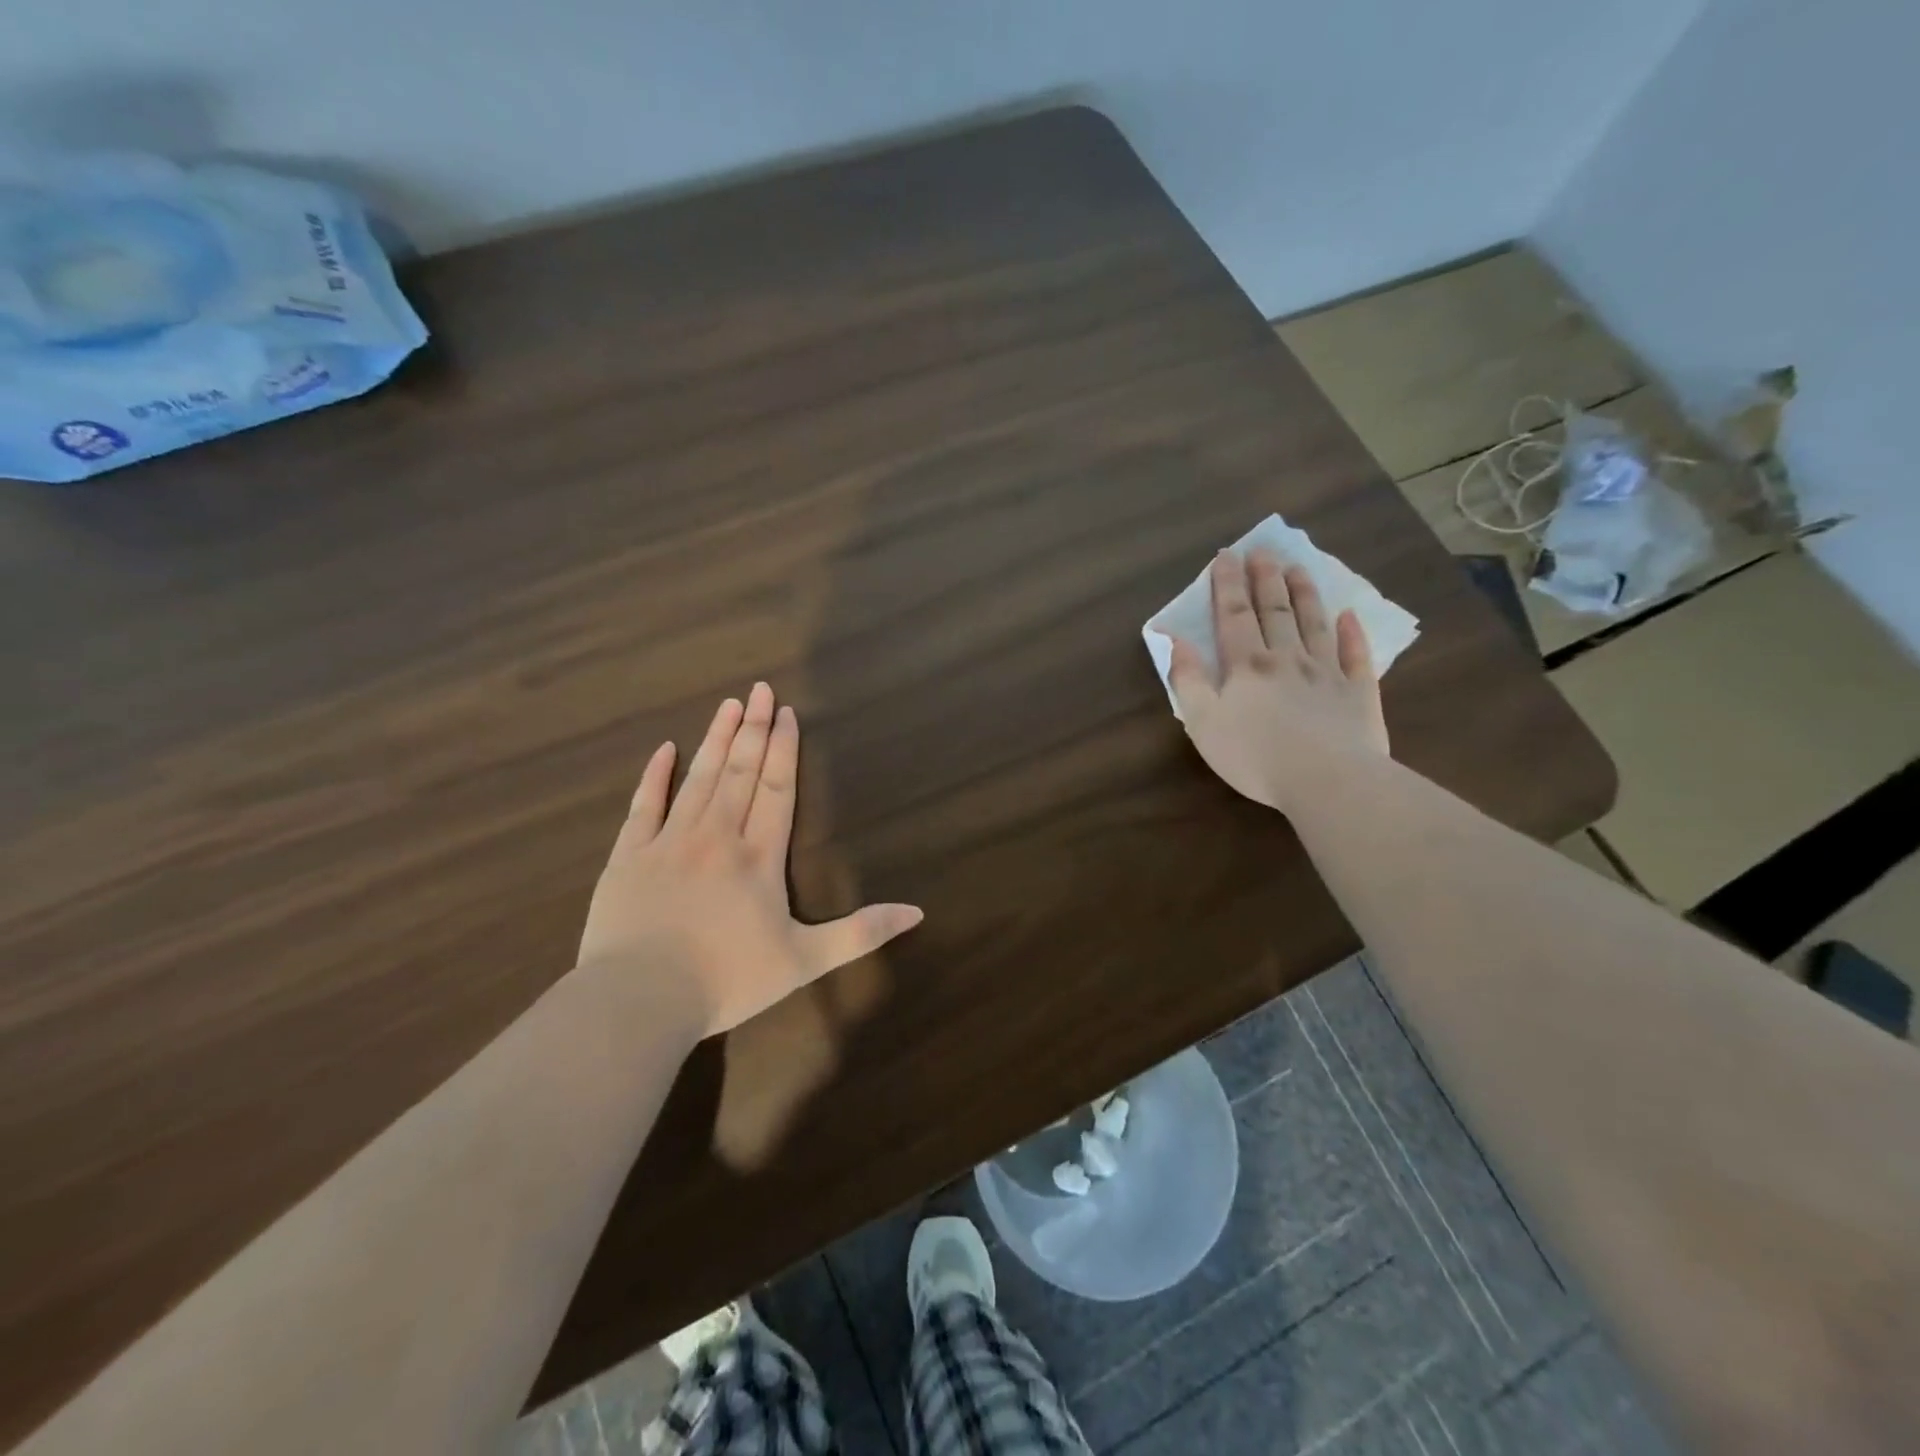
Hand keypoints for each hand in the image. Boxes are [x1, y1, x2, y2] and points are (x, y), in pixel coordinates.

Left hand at [576, 684, 922, 1037]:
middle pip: (740, 771)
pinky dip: (654, 776)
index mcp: (759, 857)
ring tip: (729, 704)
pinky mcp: (627, 857)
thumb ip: (861, 934)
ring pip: (698, 779)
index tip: (788, 713)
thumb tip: (918, 912)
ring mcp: (668, 842)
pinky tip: (665, 749)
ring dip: (716, 739)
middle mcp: (717, 836)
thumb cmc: (727, 980)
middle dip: (755, 729)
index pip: (777, 789)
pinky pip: (643, 806)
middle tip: (761, 689)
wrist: (639, 1000)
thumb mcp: (805, 962)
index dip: (785, 750)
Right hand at [1168, 547, 1388, 812]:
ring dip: (1305, 595)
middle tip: (1263, 551)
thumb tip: (1175, 641)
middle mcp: (1287, 658)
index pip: (1233, 616)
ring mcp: (1327, 673)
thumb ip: (1187, 679)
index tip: (1226, 555)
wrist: (1326, 780)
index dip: (1227, 585)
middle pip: (1275, 611)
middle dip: (1265, 579)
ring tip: (1298, 568)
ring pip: (1314, 624)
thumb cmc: (1254, 755)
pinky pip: (1355, 656)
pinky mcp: (1358, 694)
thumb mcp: (1202, 722)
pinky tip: (1350, 616)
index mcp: (1247, 666)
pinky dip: (1352, 634)